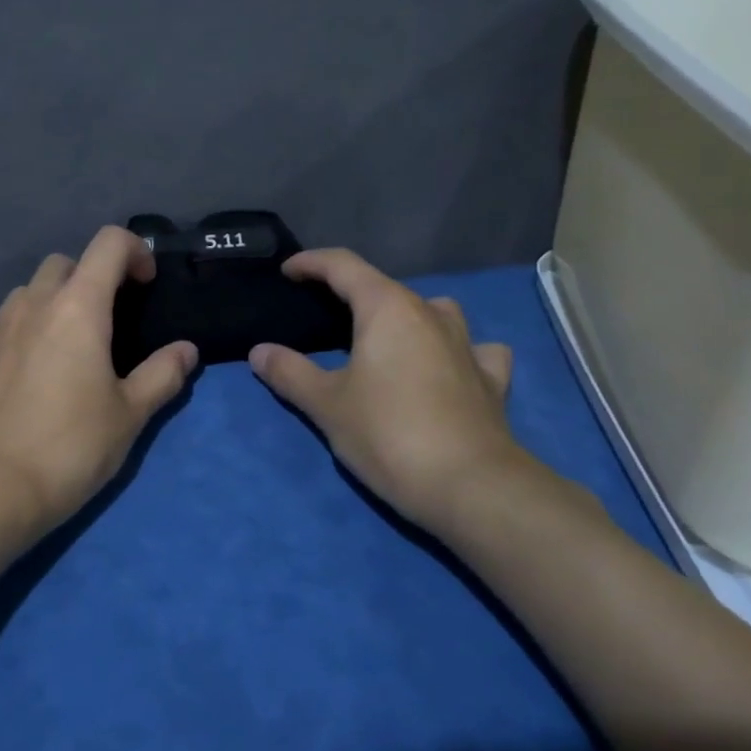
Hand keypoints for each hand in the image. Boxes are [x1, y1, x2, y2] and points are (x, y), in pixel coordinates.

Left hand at [0, 226, 196, 534]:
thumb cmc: (71, 446)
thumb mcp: (130, 414)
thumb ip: (162, 375)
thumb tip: (186, 350)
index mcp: (79, 306)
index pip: (109, 243)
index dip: (135, 251)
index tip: (146, 285)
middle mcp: (34, 304)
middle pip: (64, 262)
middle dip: (90, 276)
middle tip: (108, 318)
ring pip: (26, 291)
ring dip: (50, 301)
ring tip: (64, 342)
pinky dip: (11, 332)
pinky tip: (19, 362)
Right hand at [247, 248, 535, 532]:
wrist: (471, 487)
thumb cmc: (388, 434)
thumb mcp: (326, 404)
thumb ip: (289, 372)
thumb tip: (259, 352)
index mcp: (387, 308)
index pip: (343, 265)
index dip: (311, 263)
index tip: (286, 272)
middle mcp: (430, 314)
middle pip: (385, 287)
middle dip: (350, 293)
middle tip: (320, 315)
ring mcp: (467, 345)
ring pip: (434, 310)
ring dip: (406, 316)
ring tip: (384, 339)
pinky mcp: (491, 379)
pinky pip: (473, 349)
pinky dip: (455, 350)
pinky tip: (447, 366)